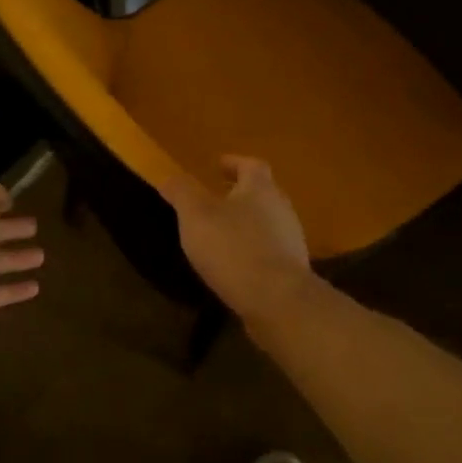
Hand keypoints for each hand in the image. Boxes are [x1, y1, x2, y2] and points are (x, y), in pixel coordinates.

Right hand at [161, 156, 313, 322]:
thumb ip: (182, 192)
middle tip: (216, 199)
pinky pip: (269, 250)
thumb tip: (169, 176)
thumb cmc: (232, 248)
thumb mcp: (196, 215)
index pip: (251, 165)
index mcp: (260, 189)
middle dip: (240, 194)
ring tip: (221, 233)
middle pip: (263, 193)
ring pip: (267, 222)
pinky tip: (235, 264)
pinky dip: (252, 249)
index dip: (234, 163)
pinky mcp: (291, 269)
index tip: (218, 165)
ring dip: (246, 223)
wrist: (276, 299)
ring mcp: (291, 240)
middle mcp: (282, 209)